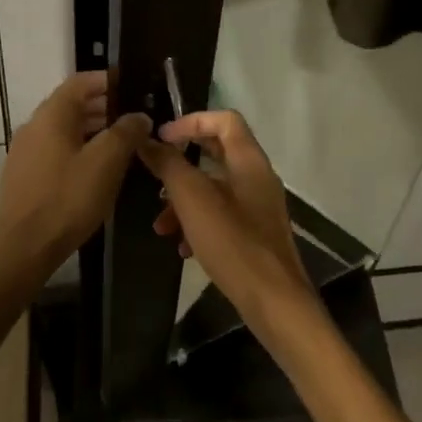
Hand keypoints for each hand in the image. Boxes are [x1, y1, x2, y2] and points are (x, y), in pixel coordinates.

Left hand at [0, 72, 148, 270]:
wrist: (23, 248)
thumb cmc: (67, 198)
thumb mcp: (106, 162)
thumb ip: (126, 132)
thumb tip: (139, 115)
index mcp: (52, 115)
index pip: (81, 81)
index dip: (108, 80)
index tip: (133, 86)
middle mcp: (34, 126)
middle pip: (72, 105)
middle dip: (104, 107)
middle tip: (134, 118)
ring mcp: (25, 152)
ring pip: (64, 130)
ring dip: (93, 131)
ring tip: (122, 145)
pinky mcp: (24, 177)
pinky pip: (56, 151)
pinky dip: (79, 150)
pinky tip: (97, 170)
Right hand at [134, 110, 317, 329]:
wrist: (274, 301)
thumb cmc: (233, 243)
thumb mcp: (193, 199)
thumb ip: (169, 165)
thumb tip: (148, 141)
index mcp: (249, 160)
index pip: (224, 119)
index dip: (191, 121)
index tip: (161, 137)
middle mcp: (257, 177)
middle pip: (217, 153)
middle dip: (182, 163)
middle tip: (154, 173)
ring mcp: (258, 207)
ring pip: (215, 189)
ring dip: (184, 200)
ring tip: (160, 225)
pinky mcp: (255, 234)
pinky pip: (222, 216)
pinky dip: (199, 223)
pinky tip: (182, 248)